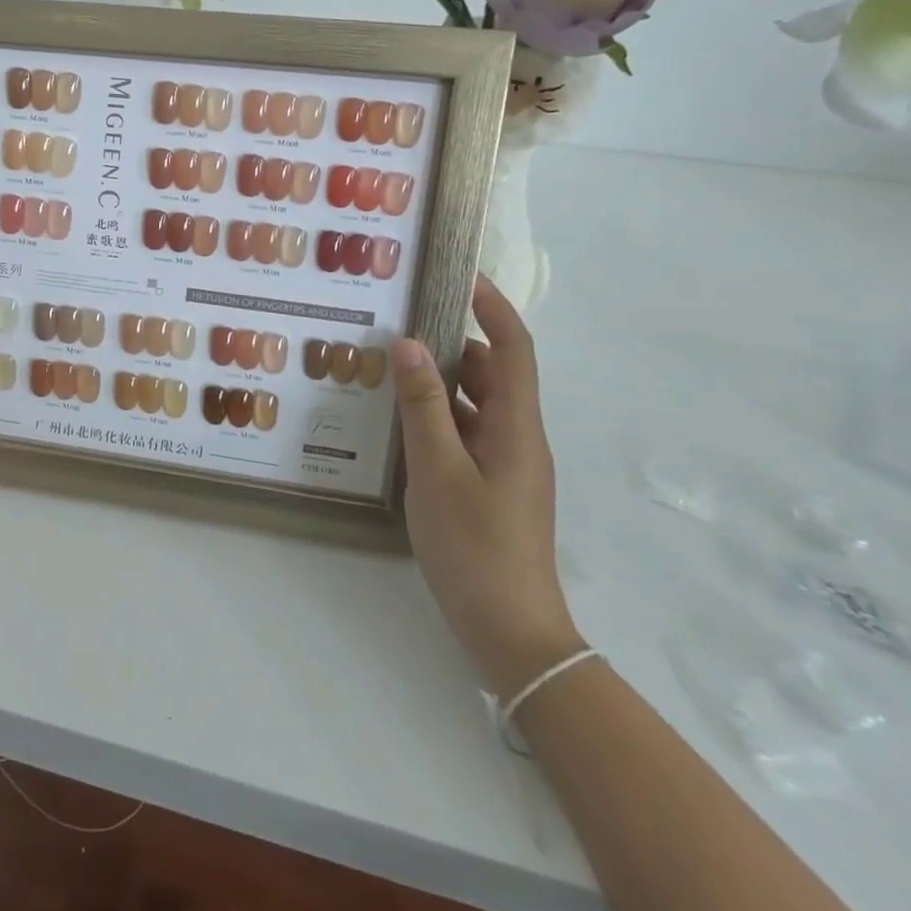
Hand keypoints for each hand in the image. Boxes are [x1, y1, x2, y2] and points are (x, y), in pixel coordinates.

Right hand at [394, 276, 581, 699]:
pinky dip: (440, 414)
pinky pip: (467, 432)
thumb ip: (423, 404)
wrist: (511, 633)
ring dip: (442, 380)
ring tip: (391, 365)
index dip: (495, 309)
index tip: (463, 277)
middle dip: (454, 342)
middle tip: (402, 322)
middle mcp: (518, 438)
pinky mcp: (492, 486)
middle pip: (493, 373)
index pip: (514, 350)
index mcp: (516, 427)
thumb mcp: (437, 470)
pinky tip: (400, 420)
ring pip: (477, 404)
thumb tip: (409, 343)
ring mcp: (507, 464)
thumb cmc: (475, 546)